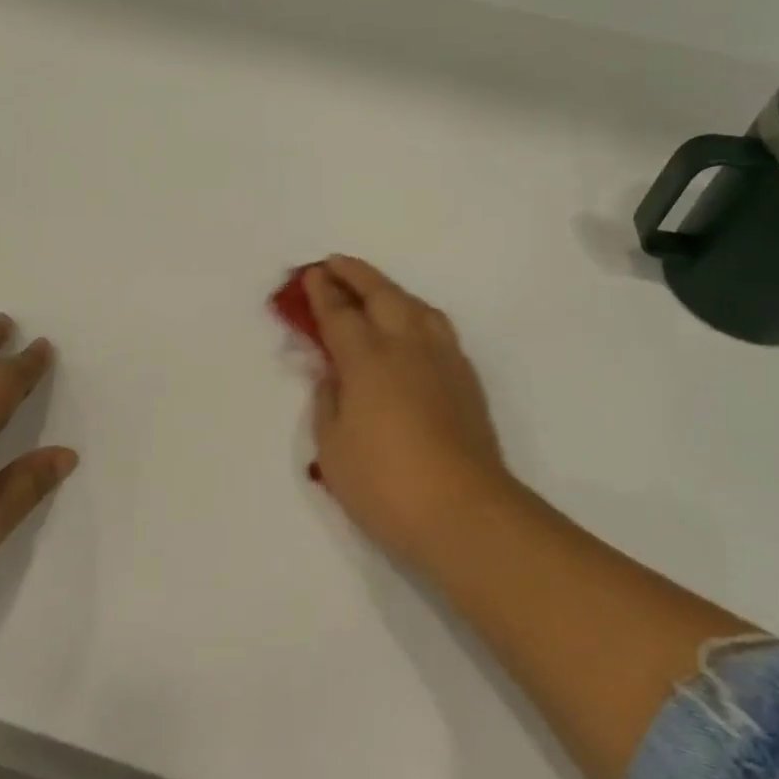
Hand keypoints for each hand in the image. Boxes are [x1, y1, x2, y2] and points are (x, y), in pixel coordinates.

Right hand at [303, 257, 513, 563]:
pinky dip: (417, 315)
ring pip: (417, 307)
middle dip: (356, 275)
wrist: (464, 513)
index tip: (312, 274)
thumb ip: (328, 403)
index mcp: (368, 359)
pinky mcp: (466, 380)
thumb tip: (333, 376)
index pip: (340, 314)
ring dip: (391, 291)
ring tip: (376, 291)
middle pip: (382, 295)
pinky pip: (438, 329)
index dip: (322, 292)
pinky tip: (412, 331)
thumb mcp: (332, 448)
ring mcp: (443, 360)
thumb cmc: (385, 484)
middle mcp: (407, 347)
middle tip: (336, 265)